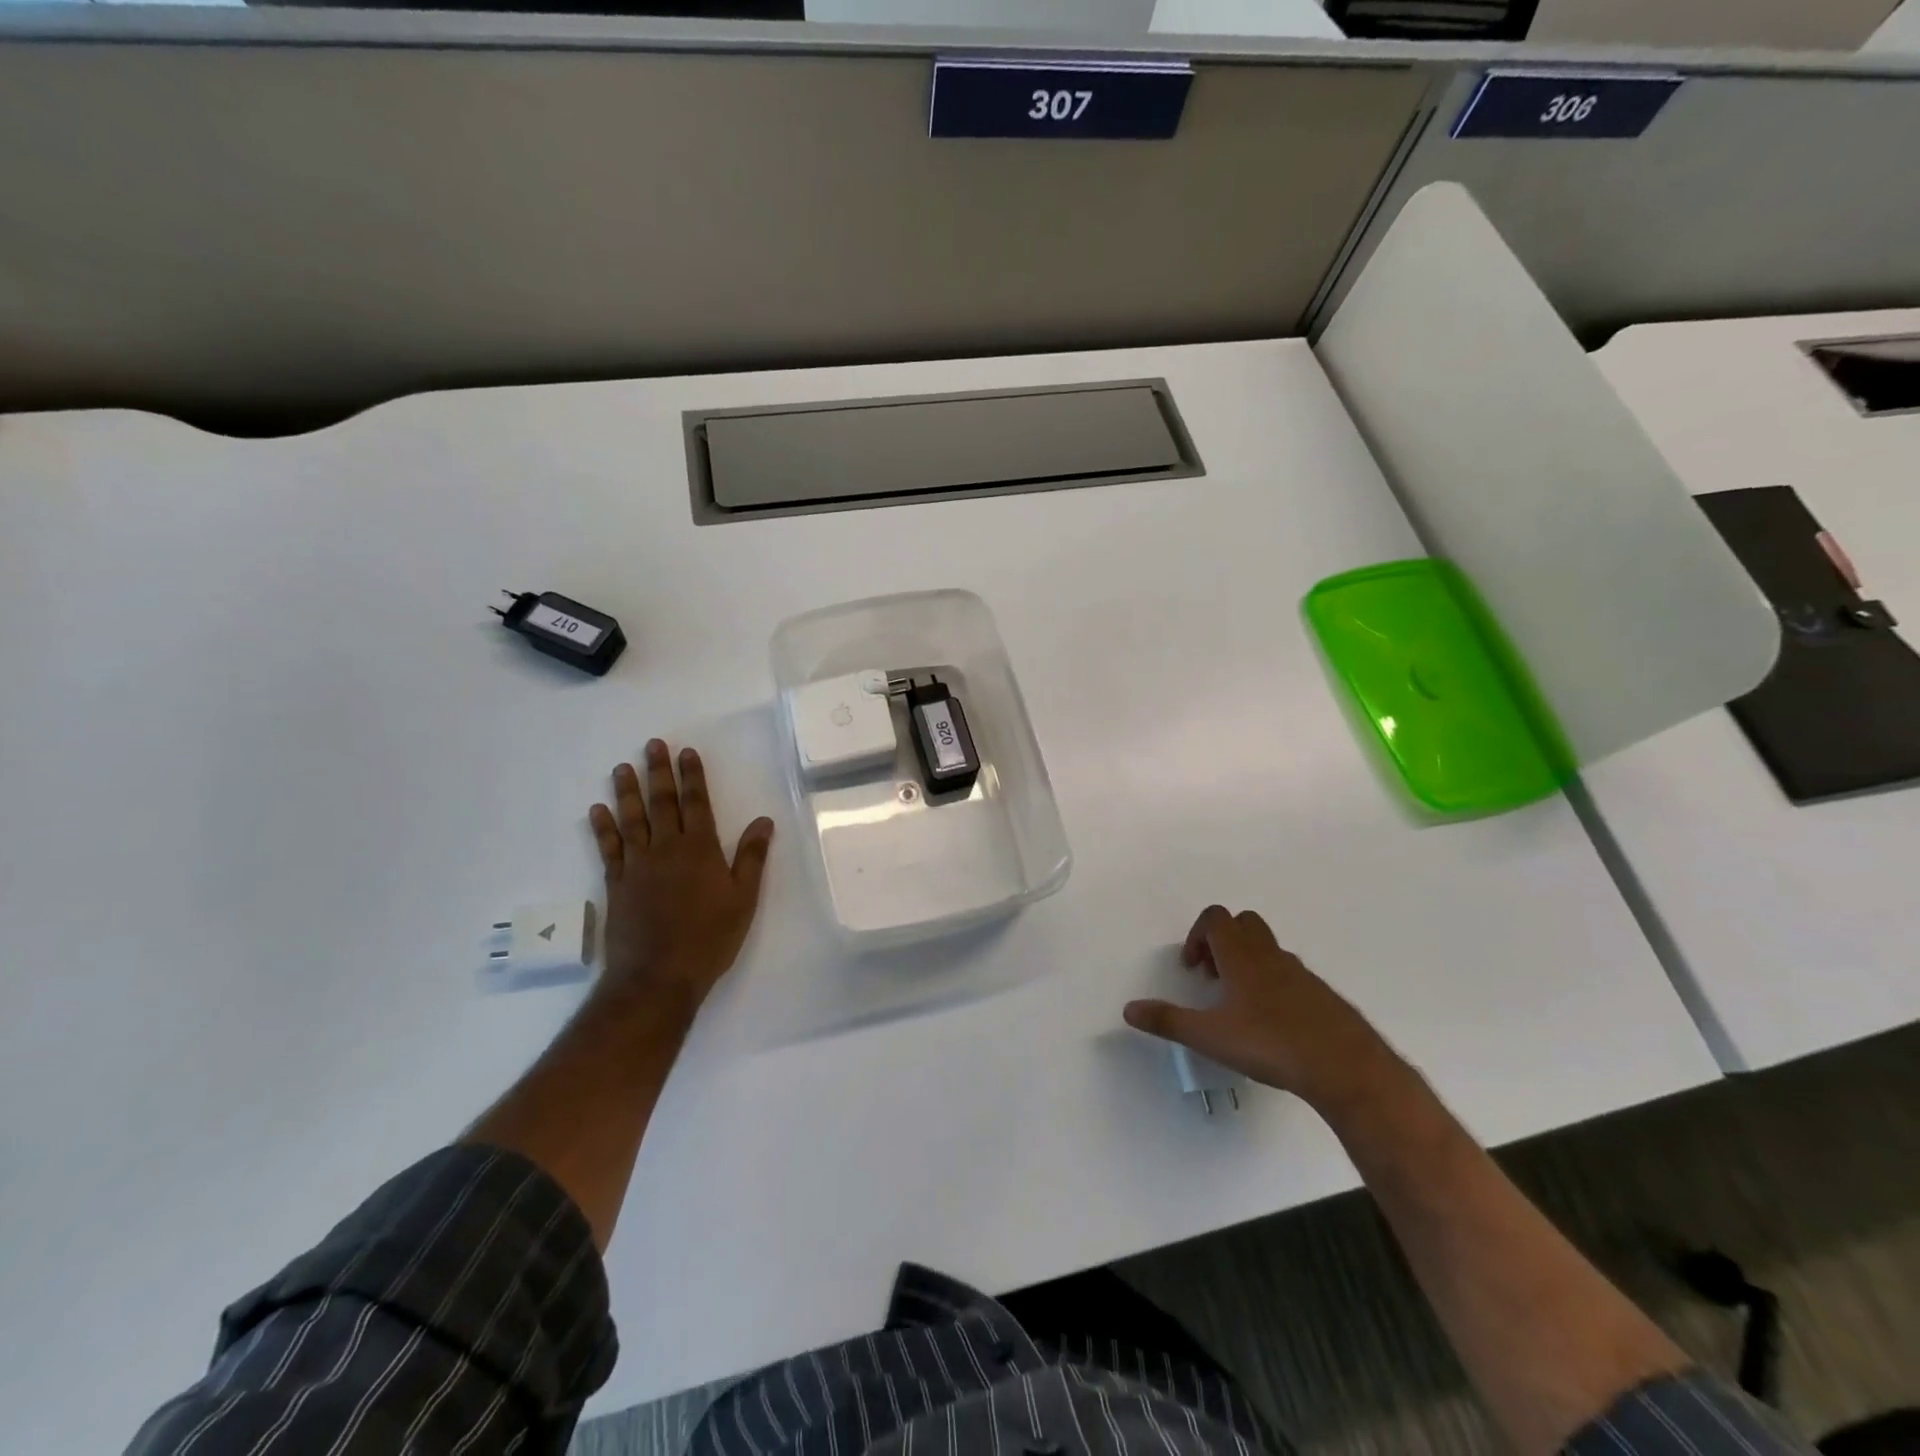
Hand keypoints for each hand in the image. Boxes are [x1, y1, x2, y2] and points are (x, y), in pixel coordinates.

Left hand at [587, 740, 774, 1017]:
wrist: (659, 975)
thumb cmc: (710, 937)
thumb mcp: (744, 899)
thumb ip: (752, 857)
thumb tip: (764, 820)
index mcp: (701, 850)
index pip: (697, 803)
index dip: (693, 776)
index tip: (686, 752)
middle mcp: (667, 849)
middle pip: (663, 803)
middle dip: (659, 772)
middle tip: (652, 745)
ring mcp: (638, 865)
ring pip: (632, 819)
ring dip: (627, 791)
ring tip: (623, 767)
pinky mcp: (617, 883)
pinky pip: (609, 848)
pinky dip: (603, 828)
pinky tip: (598, 810)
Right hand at [1124, 905, 1403, 1114]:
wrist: (1346, 1067)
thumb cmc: (1271, 1043)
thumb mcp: (1210, 1037)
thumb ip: (1168, 1021)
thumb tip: (1129, 1010)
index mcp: (1242, 956)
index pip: (1216, 918)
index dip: (1197, 934)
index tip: (1192, 967)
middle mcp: (1271, 955)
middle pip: (1244, 923)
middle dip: (1223, 941)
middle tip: (1213, 977)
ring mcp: (1300, 974)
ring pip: (1268, 949)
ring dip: (1248, 963)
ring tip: (1239, 1004)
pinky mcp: (1322, 996)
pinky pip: (1290, 975)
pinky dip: (1274, 985)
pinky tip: (1272, 1024)